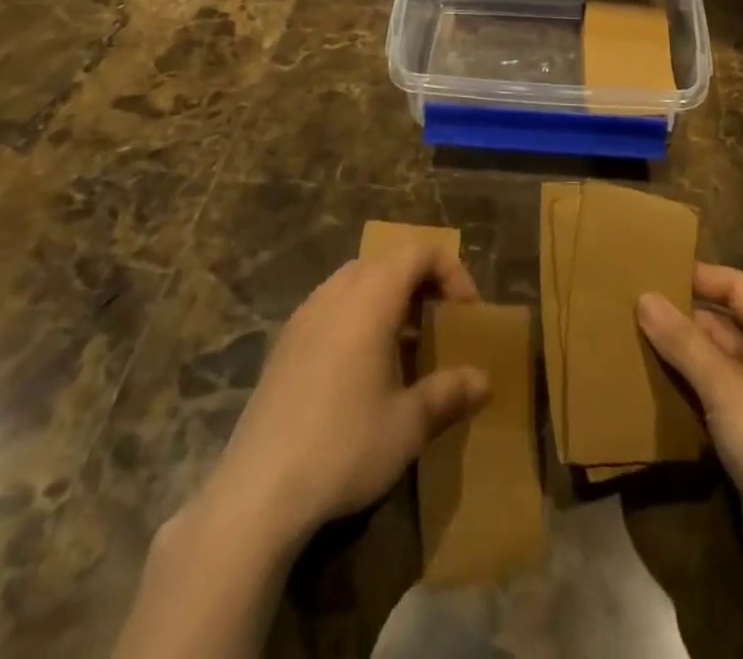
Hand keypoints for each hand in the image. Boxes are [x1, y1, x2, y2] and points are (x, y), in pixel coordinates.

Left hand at [203, 245, 492, 546]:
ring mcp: (305, 314)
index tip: (468, 312)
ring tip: (407, 343)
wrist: (257, 491)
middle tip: (442, 321)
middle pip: (387, 260)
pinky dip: (359, 314)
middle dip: (422, 282)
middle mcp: (336, 292)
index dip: (451, 270)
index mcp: (370, 298)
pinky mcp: (285, 342)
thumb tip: (484, 381)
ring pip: (357, 280)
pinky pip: (332, 304)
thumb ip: (449, 394)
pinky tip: (363, 366)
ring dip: (389, 297)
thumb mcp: (408, 425)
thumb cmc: (343, 447)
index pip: (418, 252)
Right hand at [638, 265, 742, 651]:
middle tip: (622, 310)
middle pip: (722, 329)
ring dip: (676, 363)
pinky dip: (683, 403)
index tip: (646, 270)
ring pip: (714, 372)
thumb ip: (684, 343)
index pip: (735, 287)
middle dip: (678, 321)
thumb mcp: (730, 389)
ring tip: (622, 345)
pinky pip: (712, 412)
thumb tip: (645, 296)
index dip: (695, 277)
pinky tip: (644, 396)